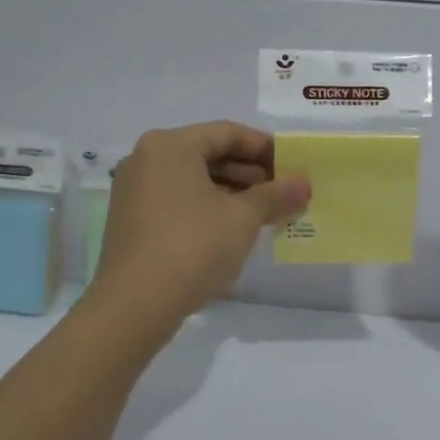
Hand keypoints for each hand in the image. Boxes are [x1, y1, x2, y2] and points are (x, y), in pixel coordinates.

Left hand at [85, 121, 310, 323]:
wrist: (135, 305)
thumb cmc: (193, 246)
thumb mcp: (243, 218)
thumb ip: (276, 195)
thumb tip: (304, 184)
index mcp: (171, 146)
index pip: (228, 133)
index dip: (266, 149)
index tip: (294, 167)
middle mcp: (148, 160)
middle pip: (211, 154)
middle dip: (252, 173)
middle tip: (285, 192)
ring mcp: (136, 191)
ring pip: (196, 180)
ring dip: (235, 193)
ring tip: (268, 213)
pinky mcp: (134, 221)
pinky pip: (181, 201)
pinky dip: (211, 208)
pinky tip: (238, 230)